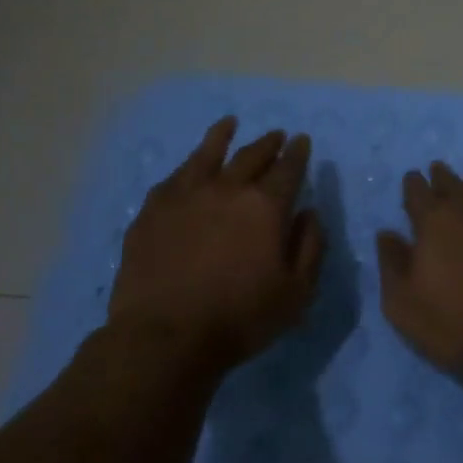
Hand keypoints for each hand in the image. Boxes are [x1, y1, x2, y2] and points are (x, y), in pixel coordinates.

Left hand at [107, 117, 325, 370]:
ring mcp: (184, 197)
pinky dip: (188, 167)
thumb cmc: (240, 318)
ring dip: (222, 137)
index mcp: (265, 206)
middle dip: (268, 143)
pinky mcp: (152, 212)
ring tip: (229, 124)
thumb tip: (309, 213)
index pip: (288, 168)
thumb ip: (310, 246)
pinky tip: (188, 168)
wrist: (165, 337)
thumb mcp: (296, 292)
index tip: (302, 141)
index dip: (298, 153)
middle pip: (251, 155)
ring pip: (206, 155)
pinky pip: (174, 178)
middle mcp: (226, 190)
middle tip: (277, 135)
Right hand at [375, 161, 462, 391]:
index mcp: (434, 221)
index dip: (412, 184)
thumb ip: (392, 263)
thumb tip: (387, 234)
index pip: (418, 190)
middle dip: (441, 177)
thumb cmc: (454, 324)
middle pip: (452, 183)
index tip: (411, 180)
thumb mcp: (403, 304)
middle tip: (437, 171)